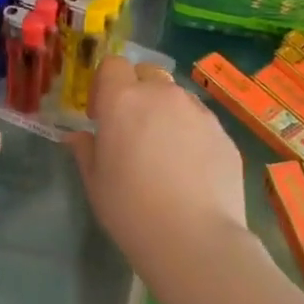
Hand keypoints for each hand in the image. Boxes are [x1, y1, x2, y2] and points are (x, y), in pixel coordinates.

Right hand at [69, 57, 250, 281]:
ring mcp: (199, 113)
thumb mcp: (95, 183)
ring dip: (166, 112)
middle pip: (148, 75)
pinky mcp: (225, 134)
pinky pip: (201, 122)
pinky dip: (191, 135)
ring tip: (164, 153)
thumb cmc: (130, 209)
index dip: (104, 86)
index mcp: (123, 101)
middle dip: (137, 92)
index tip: (100, 116)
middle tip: (132, 130)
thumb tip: (78, 137)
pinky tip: (190, 171)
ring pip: (177, 98)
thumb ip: (86, 151)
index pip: (112, 65)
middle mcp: (163, 96)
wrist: (194, 238)